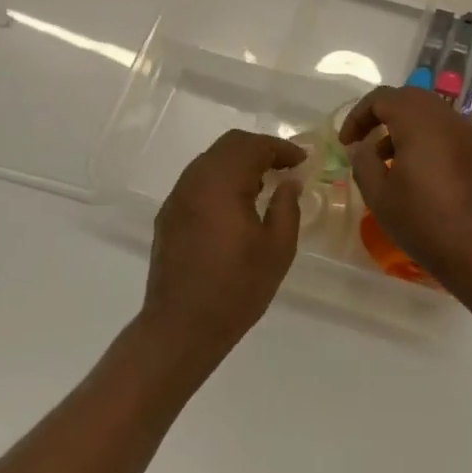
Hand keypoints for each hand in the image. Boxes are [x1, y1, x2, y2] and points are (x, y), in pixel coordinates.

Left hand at [142, 130, 305, 362]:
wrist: (181, 327)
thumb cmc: (236, 288)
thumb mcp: (277, 249)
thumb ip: (286, 207)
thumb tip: (289, 182)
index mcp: (221, 183)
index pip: (253, 146)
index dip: (281, 148)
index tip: (302, 161)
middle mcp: (194, 180)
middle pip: (229, 145)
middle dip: (260, 150)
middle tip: (285, 167)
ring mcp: (177, 197)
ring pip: (211, 161)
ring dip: (239, 163)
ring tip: (264, 185)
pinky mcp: (169, 215)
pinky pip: (198, 181)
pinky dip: (221, 180)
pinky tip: (236, 205)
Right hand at [341, 86, 471, 292]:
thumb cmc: (424, 222)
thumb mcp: (379, 196)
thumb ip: (363, 163)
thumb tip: (360, 146)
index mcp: (419, 122)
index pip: (382, 98)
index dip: (358, 115)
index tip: (347, 143)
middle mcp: (446, 118)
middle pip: (409, 98)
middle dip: (382, 115)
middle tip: (365, 141)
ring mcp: (467, 134)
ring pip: (429, 113)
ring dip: (404, 127)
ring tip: (387, 162)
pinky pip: (446, 131)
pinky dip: (426, 139)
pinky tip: (417, 173)